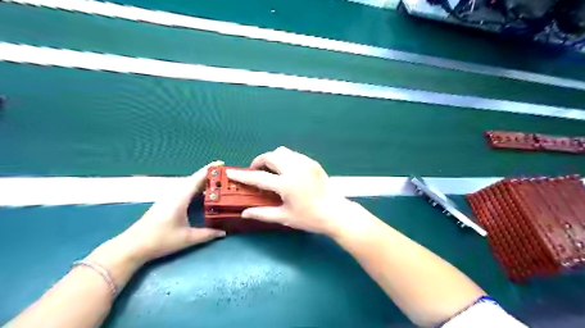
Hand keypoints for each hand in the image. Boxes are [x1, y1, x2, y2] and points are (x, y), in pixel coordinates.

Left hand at [111, 161, 225, 263]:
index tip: (221, 163)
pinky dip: (195, 190)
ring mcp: (168, 198)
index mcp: (180, 198)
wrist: (132, 247)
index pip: (197, 179)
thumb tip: (223, 232)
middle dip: (209, 177)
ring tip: (217, 185)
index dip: (209, 170)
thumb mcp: (187, 238)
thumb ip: (207, 234)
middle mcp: (174, 194)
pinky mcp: (165, 204)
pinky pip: (184, 192)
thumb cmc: (160, 240)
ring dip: (202, 184)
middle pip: (194, 180)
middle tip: (225, 177)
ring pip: (189, 186)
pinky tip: (202, 197)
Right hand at [227, 147, 356, 236]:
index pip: (259, 177)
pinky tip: (287, 171)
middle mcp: (295, 169)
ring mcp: (306, 164)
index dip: (243, 176)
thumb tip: (245, 213)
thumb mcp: (285, 217)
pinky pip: (294, 155)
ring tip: (271, 170)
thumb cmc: (310, 218)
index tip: (232, 172)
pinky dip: (286, 159)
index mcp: (286, 184)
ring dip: (273, 158)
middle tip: (256, 171)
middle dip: (259, 161)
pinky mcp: (313, 163)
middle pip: (271, 156)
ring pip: (283, 152)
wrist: (336, 213)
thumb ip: (263, 213)